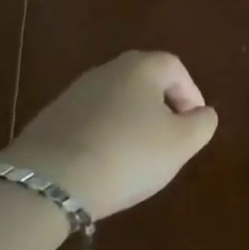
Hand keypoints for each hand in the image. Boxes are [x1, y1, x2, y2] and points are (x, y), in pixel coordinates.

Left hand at [0, 51, 217, 219]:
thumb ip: (202, 124)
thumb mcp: (180, 144)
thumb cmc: (127, 154)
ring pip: (114, 103)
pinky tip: (101, 167)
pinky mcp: (48, 121)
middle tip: (167, 141)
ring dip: (129, 125)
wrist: (45, 183)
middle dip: (159, 109)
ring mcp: (74, 94)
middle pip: (144, 83)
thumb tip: (203, 114)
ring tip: (134, 159)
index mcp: (143, 66)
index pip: (176, 69)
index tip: (194, 125)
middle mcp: (108, 69)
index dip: (190, 95)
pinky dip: (101, 139)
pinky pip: (88, 124)